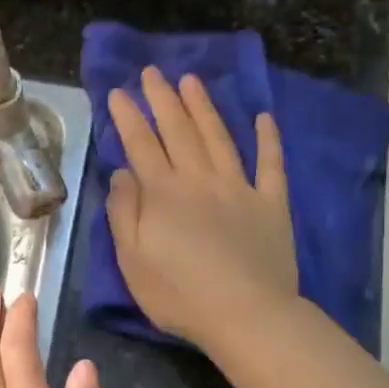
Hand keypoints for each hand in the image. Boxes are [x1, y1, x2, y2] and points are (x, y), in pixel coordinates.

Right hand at [106, 66, 299, 350]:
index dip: (127, 117)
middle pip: (178, 131)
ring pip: (219, 137)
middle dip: (163, 99)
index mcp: (163, 194)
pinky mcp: (271, 204)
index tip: (117, 92)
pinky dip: (268, 140)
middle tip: (152, 72)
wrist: (247, 315)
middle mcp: (200, 180)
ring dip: (203, 107)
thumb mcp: (132, 261)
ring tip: (191, 81)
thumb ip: (124, 213)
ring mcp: (239, 188)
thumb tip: (122, 173)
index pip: (141, 145)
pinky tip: (264, 118)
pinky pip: (270, 164)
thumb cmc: (179, 295)